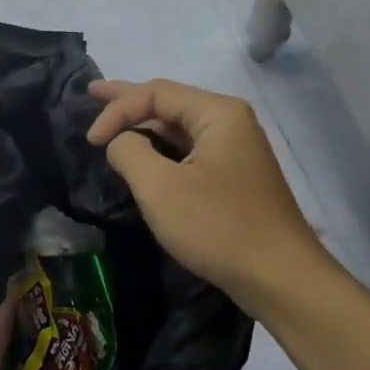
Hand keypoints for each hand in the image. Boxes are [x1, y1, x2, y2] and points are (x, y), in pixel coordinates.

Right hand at [86, 78, 335, 312]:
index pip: (155, 93)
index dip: (117, 110)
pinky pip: (190, 150)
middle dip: (129, 99)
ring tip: (113, 117)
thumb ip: (130, 152)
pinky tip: (145, 151)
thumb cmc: (218, 226)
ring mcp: (236, 150)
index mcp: (217, 113)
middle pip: (170, 102)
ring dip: (145, 124)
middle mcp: (230, 122)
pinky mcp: (234, 177)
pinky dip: (162, 147)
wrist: (279, 277)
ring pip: (179, 127)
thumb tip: (120, 142)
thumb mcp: (160, 188)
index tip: (89, 141)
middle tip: (93, 92)